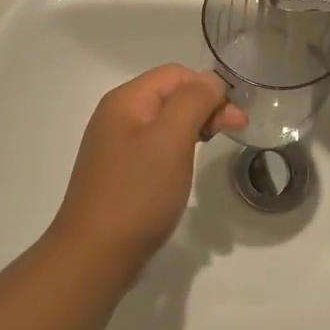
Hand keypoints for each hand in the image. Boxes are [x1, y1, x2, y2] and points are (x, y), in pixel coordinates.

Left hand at [51, 65, 245, 270]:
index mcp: (126, 100)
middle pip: (170, 94)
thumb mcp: (171, 139)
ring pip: (164, 121)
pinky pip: (155, 145)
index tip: (234, 120)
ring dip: (193, 126)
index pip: (176, 74)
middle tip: (234, 131)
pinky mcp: (120, 171)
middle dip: (205, 106)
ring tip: (213, 145)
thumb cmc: (137, 193)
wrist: (95, 255)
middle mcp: (117, 115)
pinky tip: (185, 165)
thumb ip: (193, 101)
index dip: (209, 89)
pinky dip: (177, 148)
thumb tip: (210, 81)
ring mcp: (115, 144)